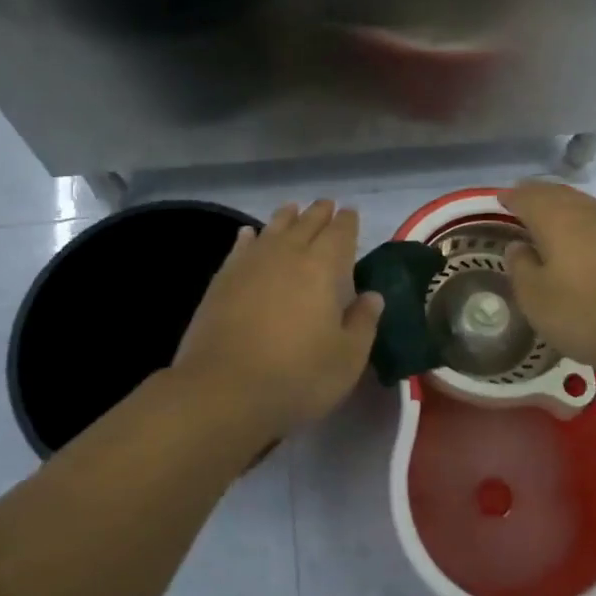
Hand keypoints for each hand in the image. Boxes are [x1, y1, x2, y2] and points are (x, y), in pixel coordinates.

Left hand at [172, 201, 384, 448]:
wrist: (223, 391)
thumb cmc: (297, 376)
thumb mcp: (347, 358)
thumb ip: (363, 323)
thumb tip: (373, 296)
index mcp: (322, 269)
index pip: (339, 234)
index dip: (347, 222)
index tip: (350, 212)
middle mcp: (286, 256)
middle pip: (305, 224)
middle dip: (319, 213)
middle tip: (327, 204)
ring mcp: (250, 265)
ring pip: (272, 230)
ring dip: (286, 217)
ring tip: (292, 209)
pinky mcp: (222, 281)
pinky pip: (240, 248)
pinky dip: (248, 237)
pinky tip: (249, 234)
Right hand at [502, 179, 595, 373]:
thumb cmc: (587, 312)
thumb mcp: (537, 299)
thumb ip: (521, 268)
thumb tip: (517, 246)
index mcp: (556, 220)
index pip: (528, 197)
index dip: (511, 197)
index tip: (498, 200)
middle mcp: (585, 213)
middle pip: (556, 193)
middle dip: (535, 193)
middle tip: (519, 199)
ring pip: (580, 203)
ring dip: (560, 203)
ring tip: (546, 214)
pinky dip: (579, 219)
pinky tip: (579, 236)